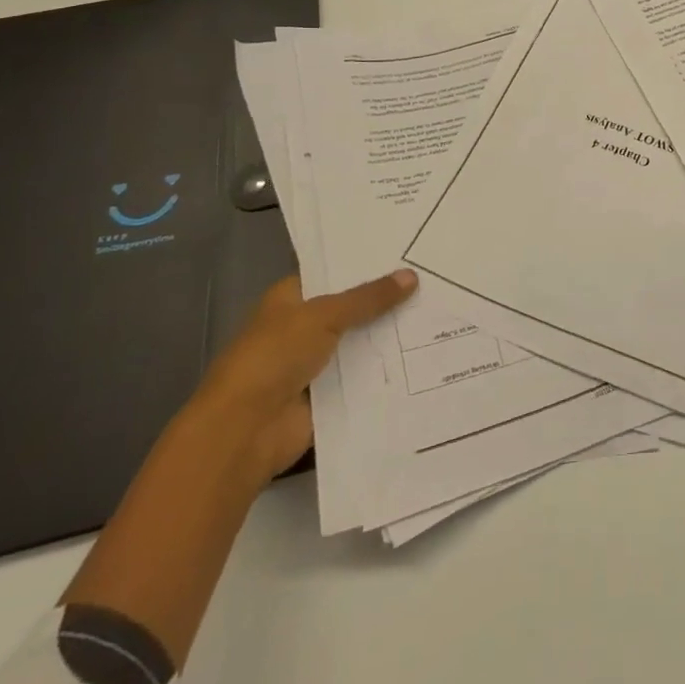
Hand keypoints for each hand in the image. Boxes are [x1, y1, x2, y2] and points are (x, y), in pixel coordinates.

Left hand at [186, 270, 416, 481]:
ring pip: (361, 342)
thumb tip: (412, 276)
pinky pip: (364, 376)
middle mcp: (302, 329)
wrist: (245, 431)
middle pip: (351, 309)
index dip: (366, 265)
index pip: (332, 274)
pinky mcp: (329, 396)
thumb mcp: (323, 316)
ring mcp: (315, 364)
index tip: (407, 252)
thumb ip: (368, 298)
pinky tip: (426, 354)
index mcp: (290, 300)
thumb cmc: (273, 357)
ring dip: (390, 335)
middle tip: (432, 279)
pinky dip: (388, 370)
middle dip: (386, 300)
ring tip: (439, 313)